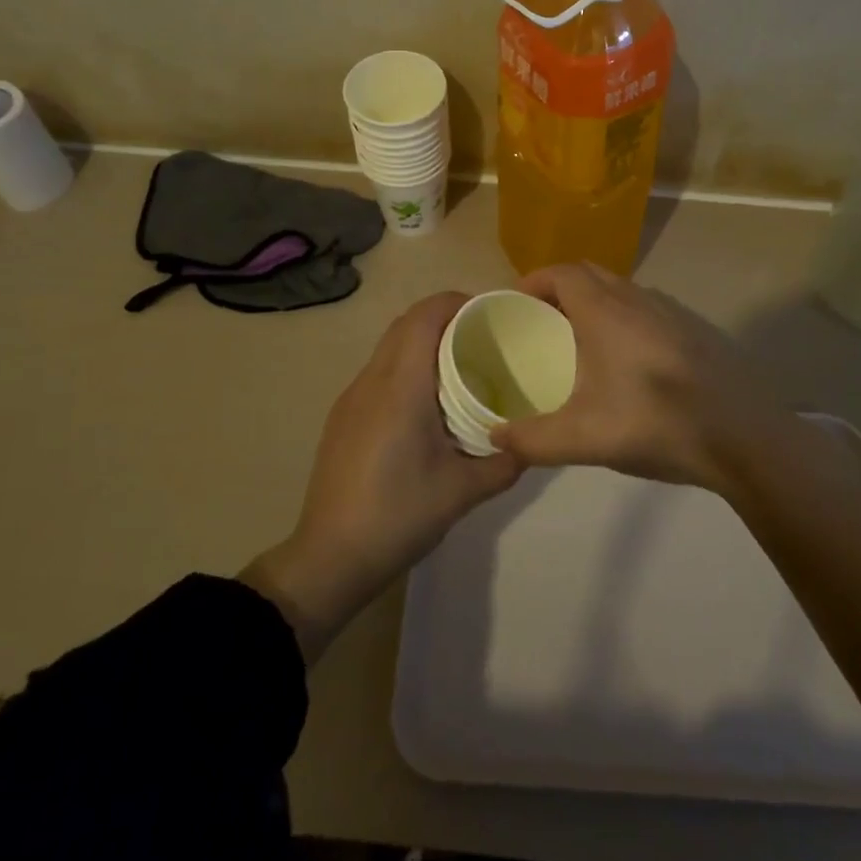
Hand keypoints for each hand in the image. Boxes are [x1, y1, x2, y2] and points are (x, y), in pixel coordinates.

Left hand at [243, 292, 519, 659]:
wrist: (329, 557)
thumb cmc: (398, 515)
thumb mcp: (462, 491)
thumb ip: (504, 462)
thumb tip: (532, 444)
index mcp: (401, 387)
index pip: (424, 317)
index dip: (456, 303)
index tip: (490, 313)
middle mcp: (372, 381)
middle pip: (406, 324)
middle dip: (444, 317)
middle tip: (483, 337)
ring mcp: (351, 398)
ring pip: (389, 347)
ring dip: (423, 342)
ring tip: (461, 366)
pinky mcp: (343, 417)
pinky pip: (379, 372)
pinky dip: (406, 366)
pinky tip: (427, 402)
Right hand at [491, 262, 806, 493]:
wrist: (744, 436)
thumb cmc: (655, 423)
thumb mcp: (583, 439)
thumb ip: (532, 439)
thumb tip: (494, 436)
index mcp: (605, 310)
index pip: (562, 272)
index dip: (534, 281)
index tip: (515, 304)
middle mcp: (639, 298)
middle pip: (591, 275)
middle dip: (560, 291)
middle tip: (542, 324)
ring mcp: (673, 311)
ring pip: (623, 291)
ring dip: (596, 305)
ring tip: (581, 344)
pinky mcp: (697, 330)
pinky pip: (648, 310)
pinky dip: (626, 320)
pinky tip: (629, 365)